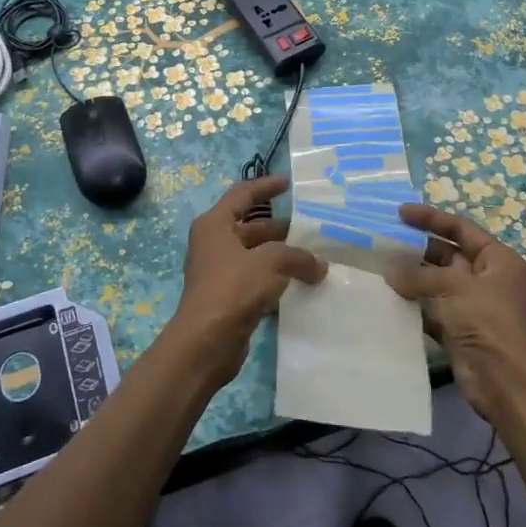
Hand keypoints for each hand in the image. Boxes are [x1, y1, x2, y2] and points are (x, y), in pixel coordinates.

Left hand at [162, 177, 325, 388]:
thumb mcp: (270, 263)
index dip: (265, 186)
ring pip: (257, 256)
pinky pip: (257, 280)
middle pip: (252, 227)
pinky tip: (301, 285)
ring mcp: (220, 272)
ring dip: (282, 256)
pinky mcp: (228, 297)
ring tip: (314, 258)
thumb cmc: (232, 289)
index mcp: (215, 225)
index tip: (288, 183)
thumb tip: (319, 265)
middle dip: (281, 228)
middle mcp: (214, 244)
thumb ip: (298, 257)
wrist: (205, 343)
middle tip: (312, 230)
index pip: (242, 195)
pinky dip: (277, 279)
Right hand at [386, 202, 525, 421]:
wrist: (503, 380)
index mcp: (498, 260)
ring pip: (437, 282)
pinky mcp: (459, 328)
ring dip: (412, 277)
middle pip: (448, 254)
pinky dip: (413, 303)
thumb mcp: (454, 287)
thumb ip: (419, 275)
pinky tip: (388, 298)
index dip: (431, 218)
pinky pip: (432, 308)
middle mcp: (487, 278)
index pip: (461, 229)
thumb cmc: (486, 322)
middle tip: (384, 242)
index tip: (400, 213)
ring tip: (379, 267)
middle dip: (418, 248)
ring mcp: (472, 305)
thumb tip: (390, 272)